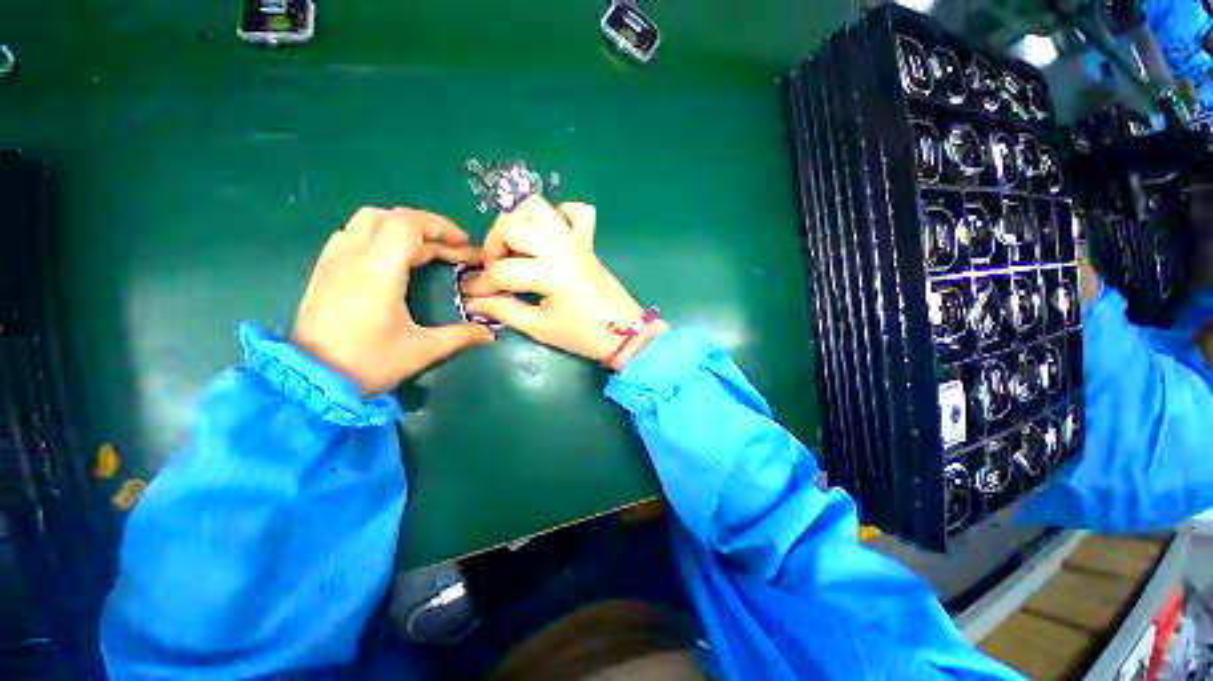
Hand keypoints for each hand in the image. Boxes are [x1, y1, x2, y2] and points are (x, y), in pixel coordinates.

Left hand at [291, 207, 494, 394]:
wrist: (311, 381)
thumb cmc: (368, 363)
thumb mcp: (422, 351)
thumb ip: (460, 336)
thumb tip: (490, 334)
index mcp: (378, 271)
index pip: (408, 225)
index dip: (441, 227)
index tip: (465, 245)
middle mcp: (352, 256)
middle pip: (389, 217)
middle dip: (427, 227)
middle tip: (452, 249)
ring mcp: (333, 261)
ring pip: (367, 221)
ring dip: (401, 227)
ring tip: (426, 250)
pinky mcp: (323, 270)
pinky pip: (351, 234)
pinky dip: (378, 235)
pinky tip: (391, 258)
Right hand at [462, 196, 666, 369]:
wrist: (624, 332)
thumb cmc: (583, 334)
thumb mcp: (539, 327)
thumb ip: (504, 310)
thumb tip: (473, 301)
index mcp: (550, 272)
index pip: (501, 270)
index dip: (482, 285)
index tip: (475, 296)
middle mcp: (560, 246)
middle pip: (510, 225)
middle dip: (494, 246)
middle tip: (498, 270)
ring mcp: (576, 239)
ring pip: (537, 206)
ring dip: (519, 223)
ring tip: (519, 249)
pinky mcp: (588, 240)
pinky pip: (576, 210)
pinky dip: (559, 214)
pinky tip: (551, 235)